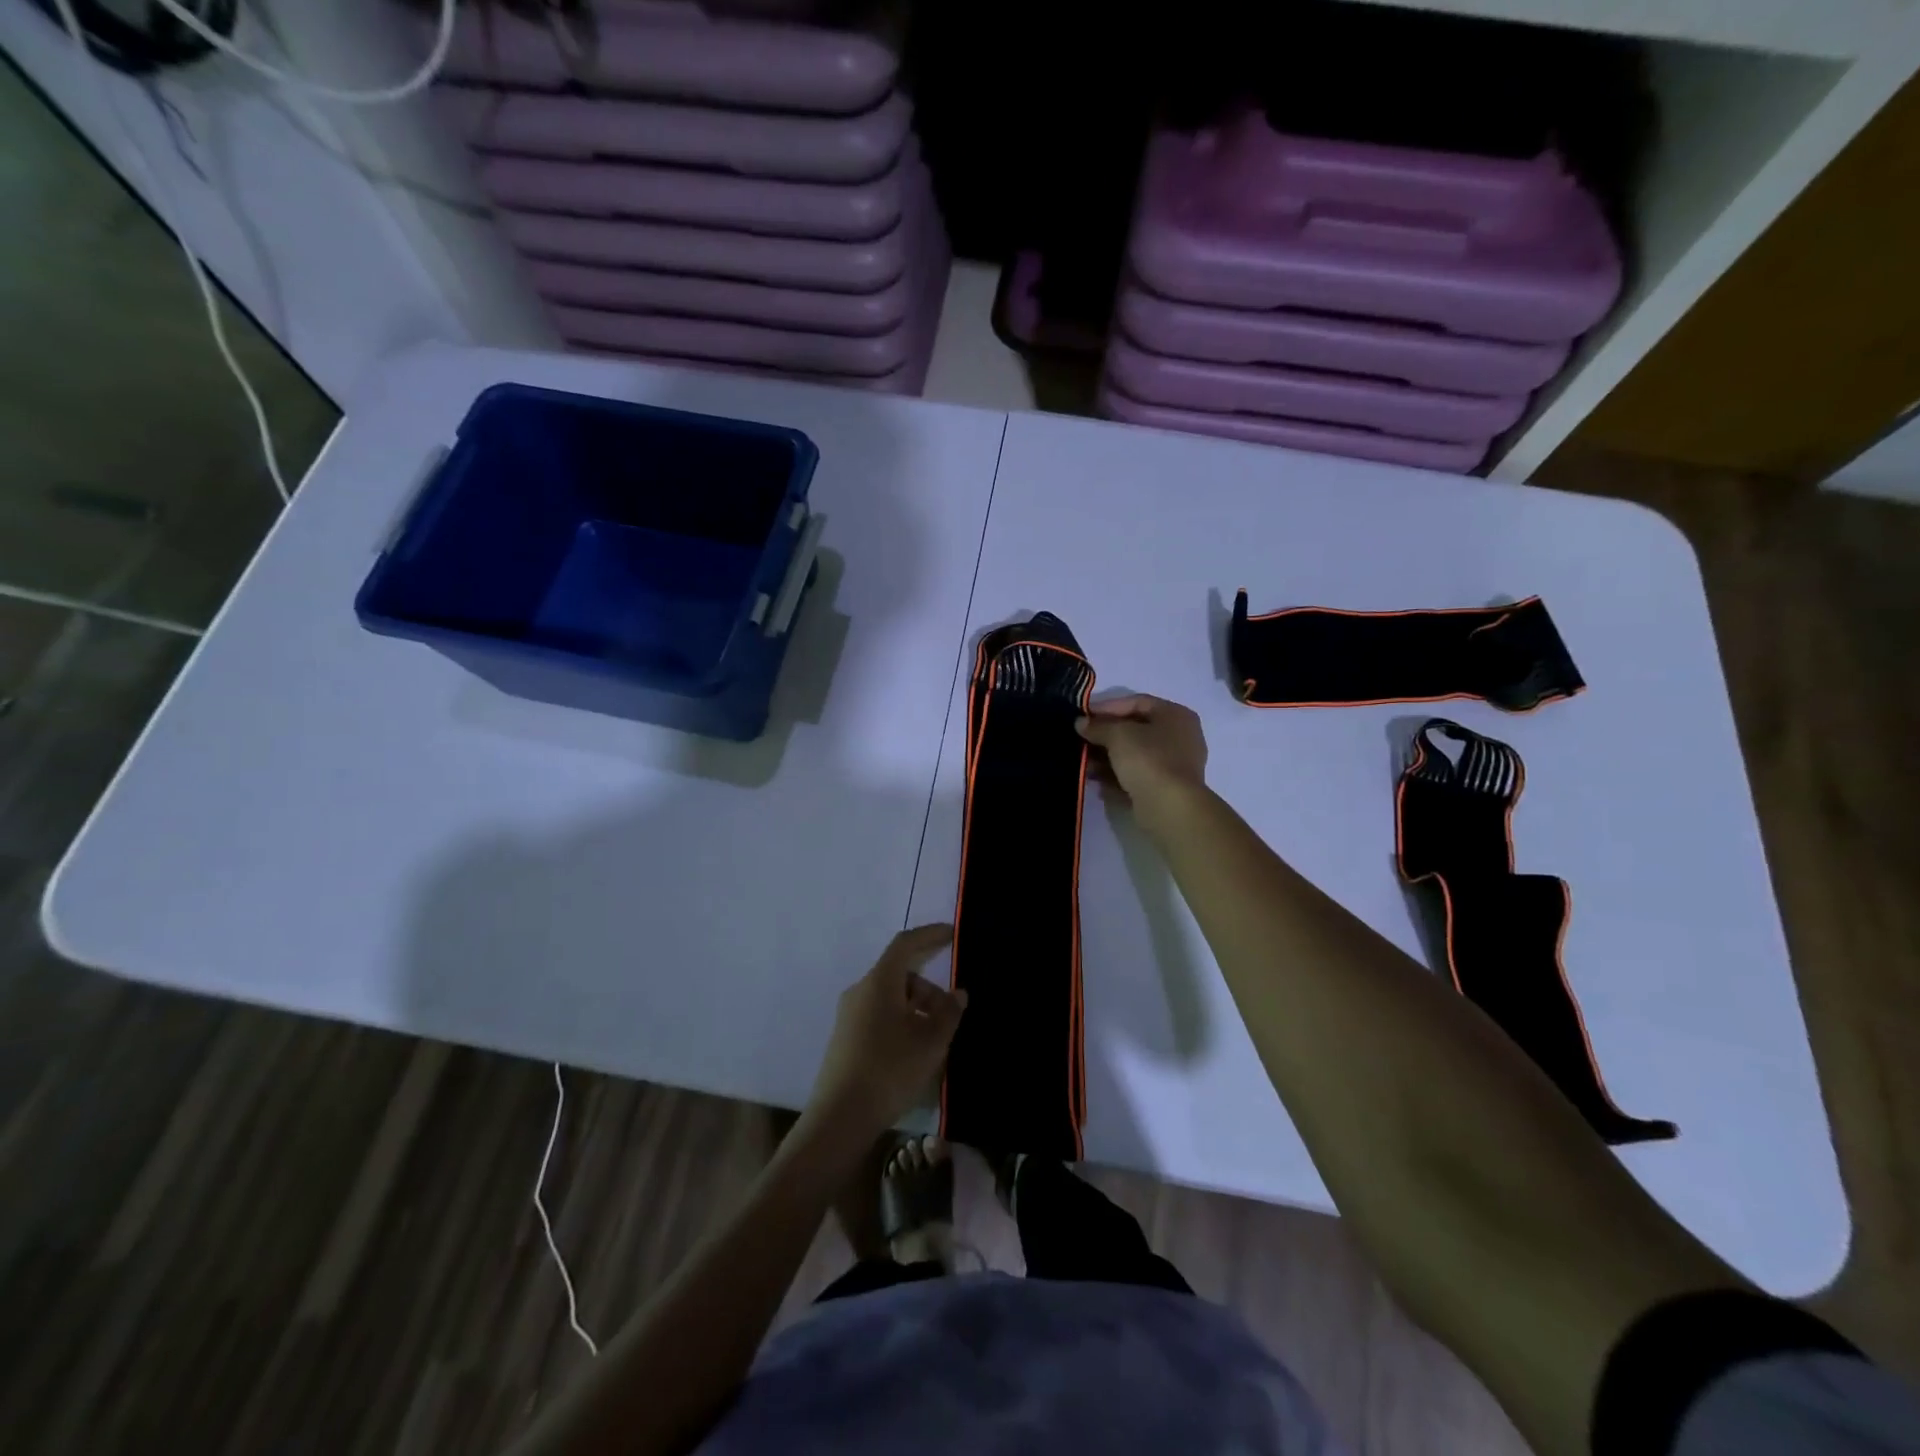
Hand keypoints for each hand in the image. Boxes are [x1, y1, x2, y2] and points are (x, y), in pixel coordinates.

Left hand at [808, 925, 967, 1136]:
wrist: (840, 1117)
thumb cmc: (890, 1070)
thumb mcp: (931, 1042)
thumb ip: (949, 1013)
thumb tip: (958, 994)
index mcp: (879, 982)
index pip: (905, 944)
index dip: (930, 935)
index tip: (951, 934)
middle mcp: (861, 990)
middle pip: (900, 974)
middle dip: (929, 988)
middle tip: (952, 1013)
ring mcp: (849, 1014)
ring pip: (890, 997)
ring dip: (917, 1008)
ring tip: (936, 1039)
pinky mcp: (845, 1037)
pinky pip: (879, 1014)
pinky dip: (902, 1020)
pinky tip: (915, 1050)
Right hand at [1076, 694, 1209, 833]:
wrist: (1169, 807)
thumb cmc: (1148, 759)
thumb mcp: (1117, 735)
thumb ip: (1097, 726)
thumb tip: (1081, 723)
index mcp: (1176, 715)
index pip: (1137, 702)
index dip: (1107, 707)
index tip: (1083, 715)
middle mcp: (1179, 737)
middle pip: (1135, 730)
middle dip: (1105, 735)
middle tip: (1080, 739)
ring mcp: (1173, 765)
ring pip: (1133, 755)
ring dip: (1106, 758)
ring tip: (1083, 763)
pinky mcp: (1164, 789)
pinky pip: (1135, 776)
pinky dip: (1116, 776)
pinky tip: (1095, 780)